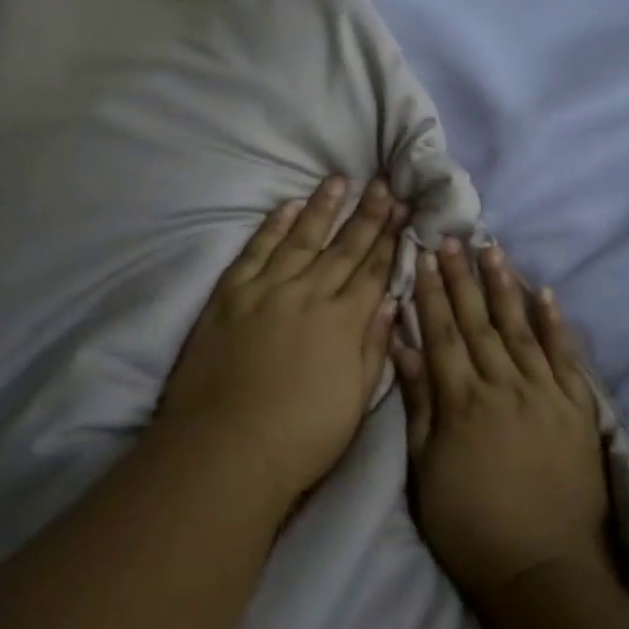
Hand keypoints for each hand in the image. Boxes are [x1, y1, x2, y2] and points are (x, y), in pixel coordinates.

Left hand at [157, 177, 404, 509]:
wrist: (225, 449)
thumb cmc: (300, 438)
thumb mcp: (354, 402)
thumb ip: (373, 348)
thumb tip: (391, 304)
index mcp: (343, 322)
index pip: (373, 270)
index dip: (390, 239)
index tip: (403, 210)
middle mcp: (310, 294)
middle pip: (344, 247)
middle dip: (367, 213)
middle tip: (383, 183)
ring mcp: (267, 289)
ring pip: (301, 237)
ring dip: (322, 207)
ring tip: (339, 179)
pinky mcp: (231, 292)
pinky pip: (256, 249)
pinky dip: (272, 225)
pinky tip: (287, 205)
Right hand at [394, 240, 611, 608]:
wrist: (547, 575)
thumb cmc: (472, 529)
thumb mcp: (426, 473)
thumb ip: (418, 406)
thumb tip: (403, 348)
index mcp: (462, 402)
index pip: (442, 333)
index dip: (430, 292)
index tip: (421, 255)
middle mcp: (503, 386)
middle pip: (477, 321)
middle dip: (461, 276)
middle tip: (452, 237)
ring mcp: (544, 394)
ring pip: (519, 327)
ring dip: (503, 285)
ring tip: (491, 248)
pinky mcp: (576, 409)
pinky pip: (565, 356)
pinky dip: (555, 323)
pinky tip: (544, 292)